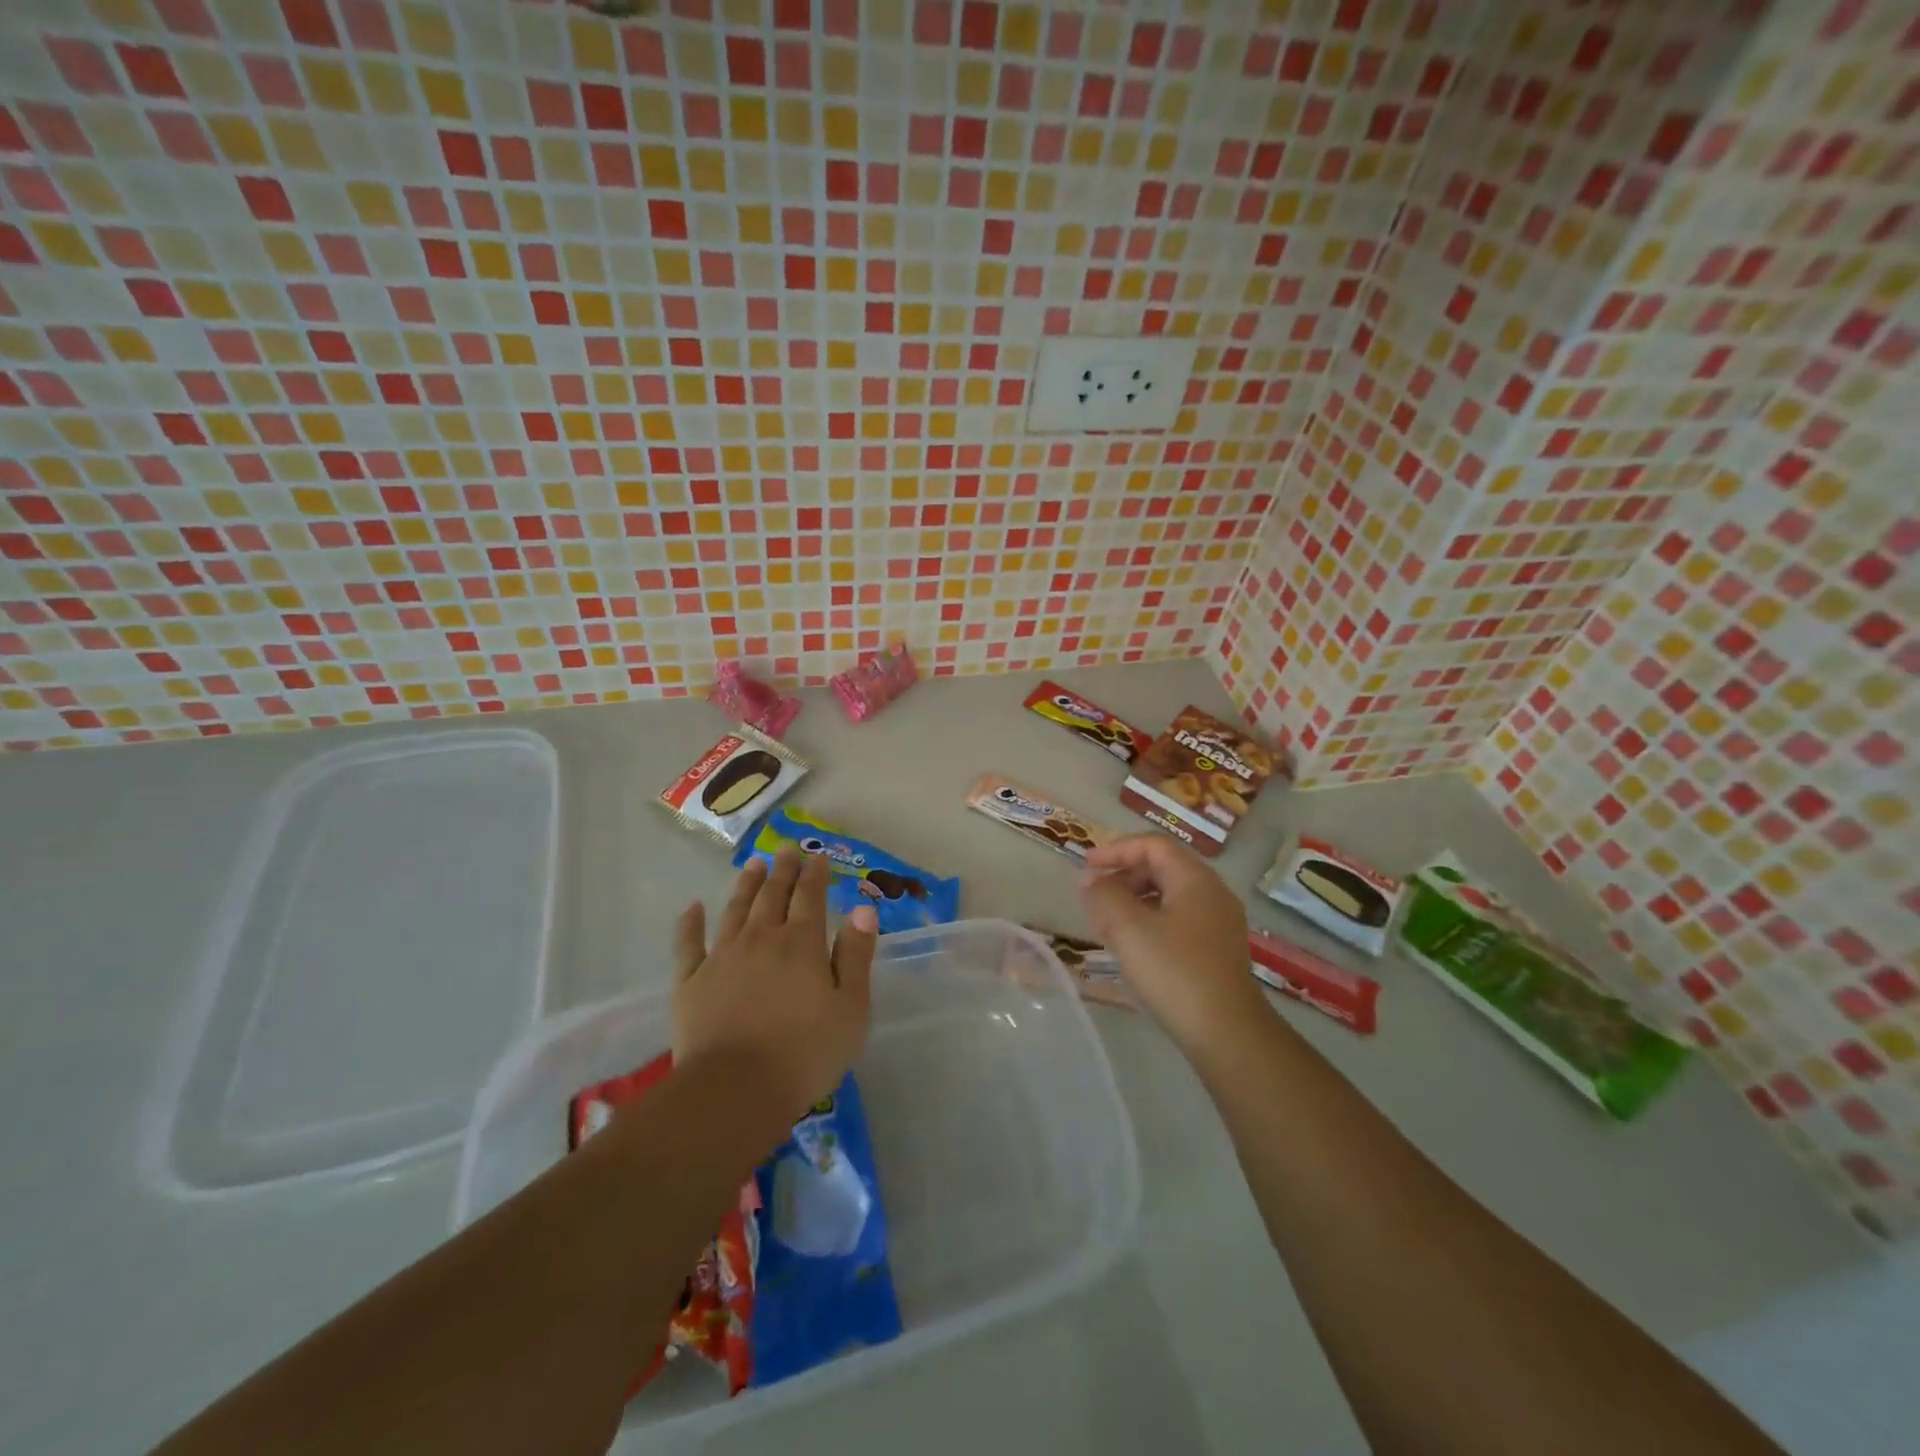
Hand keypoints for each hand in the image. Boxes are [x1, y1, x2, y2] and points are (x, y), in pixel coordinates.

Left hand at [672, 847, 878, 1120]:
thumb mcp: (851, 1008)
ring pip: (736, 909)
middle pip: (773, 895)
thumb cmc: (805, 1053)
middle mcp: (762, 939)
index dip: (815, 874)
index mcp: (802, 944)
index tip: (818, 855)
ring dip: (746, 885)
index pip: (811, 897)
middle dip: (783, 870)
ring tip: (753, 864)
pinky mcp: (691, 982)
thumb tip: (863, 910)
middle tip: (786, 848)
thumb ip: (856, 956)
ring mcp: (722, 957)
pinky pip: (688, 944)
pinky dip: (690, 923)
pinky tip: (693, 907)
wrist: (734, 1090)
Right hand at [1079, 833, 1267, 1053]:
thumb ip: (1104, 896)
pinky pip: (1178, 920)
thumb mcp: (1129, 928)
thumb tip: (1090, 880)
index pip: (1153, 845)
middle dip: (1124, 876)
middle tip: (1095, 895)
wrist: (1226, 1033)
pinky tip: (1133, 947)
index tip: (1087, 866)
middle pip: (1162, 868)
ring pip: (1169, 896)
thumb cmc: (1174, 971)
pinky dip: (1150, 922)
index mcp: (1195, 879)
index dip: (1116, 850)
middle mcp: (1212, 893)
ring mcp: (1219, 923)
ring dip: (1134, 901)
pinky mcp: (1217, 951)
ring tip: (1107, 923)